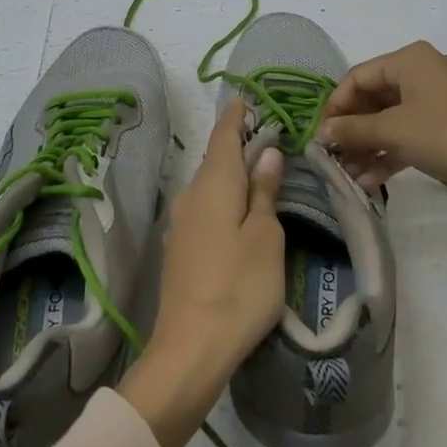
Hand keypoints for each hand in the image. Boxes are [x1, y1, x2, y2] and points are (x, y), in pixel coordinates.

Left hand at [119, 100, 285, 446]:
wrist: (190, 348)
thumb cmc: (239, 286)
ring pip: (208, 185)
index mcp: (213, 184)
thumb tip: (266, 153)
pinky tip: (237, 211)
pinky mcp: (180, 249)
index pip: (223, 136)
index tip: (245, 98)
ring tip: (257, 169)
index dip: (235, 116)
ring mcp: (181, 224)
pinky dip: (222, 198)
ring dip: (230, 173)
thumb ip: (264, 191)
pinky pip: (204, 208)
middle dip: (236, 144)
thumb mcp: (265, 236)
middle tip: (264, 134)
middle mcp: (190, 195)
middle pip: (214, 159)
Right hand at [316, 40, 446, 204]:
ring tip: (349, 175)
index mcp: (409, 59)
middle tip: (333, 158)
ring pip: (390, 118)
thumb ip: (352, 129)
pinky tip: (370, 181)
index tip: (320, 136)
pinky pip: (408, 132)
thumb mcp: (392, 131)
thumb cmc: (443, 135)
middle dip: (352, 130)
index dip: (336, 106)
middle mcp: (423, 71)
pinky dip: (388, 152)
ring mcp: (437, 98)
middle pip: (373, 97)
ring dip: (367, 146)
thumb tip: (321, 133)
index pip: (358, 76)